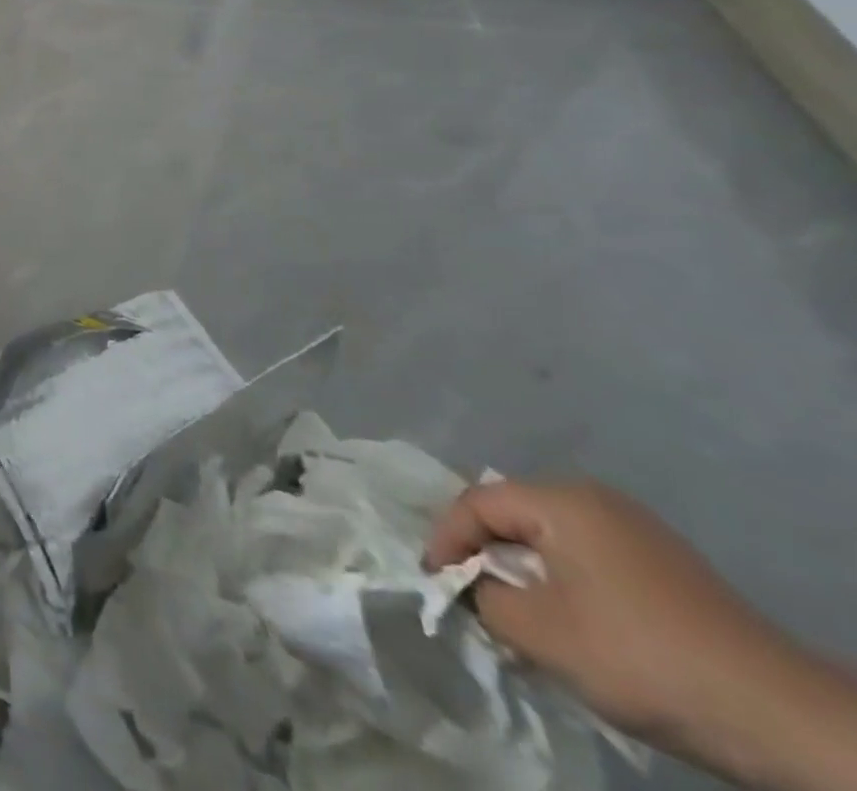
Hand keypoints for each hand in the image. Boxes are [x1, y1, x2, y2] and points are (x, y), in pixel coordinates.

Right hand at [425, 479, 856, 790]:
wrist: (781, 716)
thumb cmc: (640, 657)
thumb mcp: (540, 632)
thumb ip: (483, 597)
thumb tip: (470, 586)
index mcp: (562, 500)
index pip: (476, 503)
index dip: (445, 539)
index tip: (433, 579)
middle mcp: (594, 498)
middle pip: (513, 514)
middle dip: (484, 554)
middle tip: (468, 594)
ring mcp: (635, 528)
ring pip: (549, 537)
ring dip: (523, 571)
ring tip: (514, 612)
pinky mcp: (663, 563)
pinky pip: (585, 556)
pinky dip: (561, 580)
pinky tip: (567, 620)